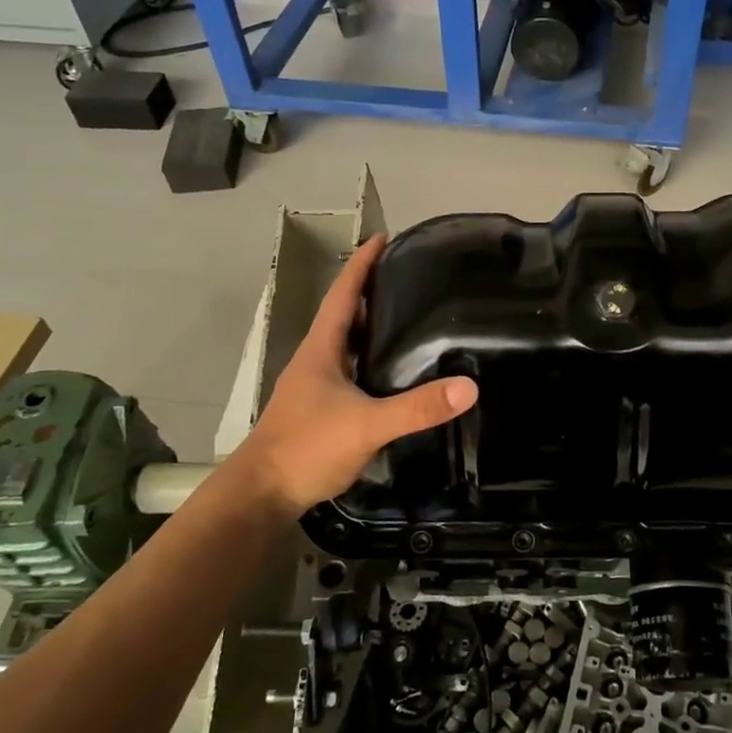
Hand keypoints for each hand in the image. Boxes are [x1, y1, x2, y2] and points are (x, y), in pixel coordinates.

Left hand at [237, 234, 477, 515]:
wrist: (262, 494)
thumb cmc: (306, 447)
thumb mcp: (367, 425)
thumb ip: (417, 408)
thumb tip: (469, 386)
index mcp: (321, 349)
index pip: (344, 295)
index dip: (362, 265)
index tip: (384, 238)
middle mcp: (316, 360)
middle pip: (346, 314)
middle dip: (373, 291)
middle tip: (410, 276)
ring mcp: (316, 386)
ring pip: (347, 344)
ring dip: (372, 326)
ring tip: (408, 316)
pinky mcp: (321, 410)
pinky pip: (351, 372)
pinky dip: (372, 360)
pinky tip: (393, 372)